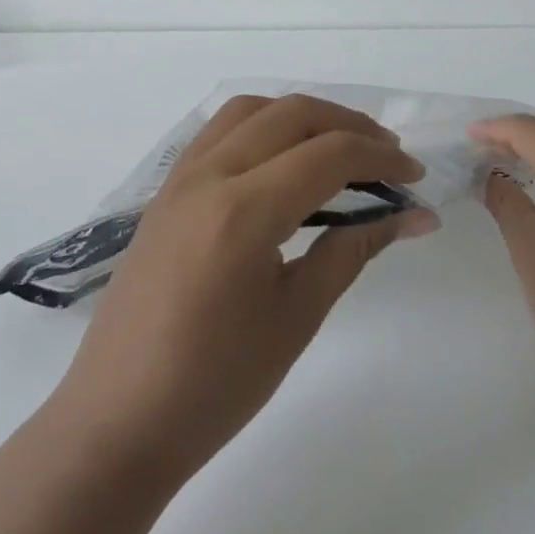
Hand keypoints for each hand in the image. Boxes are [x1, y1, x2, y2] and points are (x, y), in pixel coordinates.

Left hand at [50, 94, 438, 484]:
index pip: (329, 154)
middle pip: (292, 114)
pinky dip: (264, 129)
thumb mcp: (297, 316)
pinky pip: (219, 133)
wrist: (119, 422)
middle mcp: (207, 178)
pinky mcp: (164, 196)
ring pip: (250, 111)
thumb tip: (414, 216)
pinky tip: (284, 166)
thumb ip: (354, 249)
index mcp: (243, 212)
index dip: (382, 158)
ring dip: (303, 118)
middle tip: (388, 158)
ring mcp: (178, 182)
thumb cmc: (216, 384)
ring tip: (339, 152)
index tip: (415, 179)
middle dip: (350, 125)